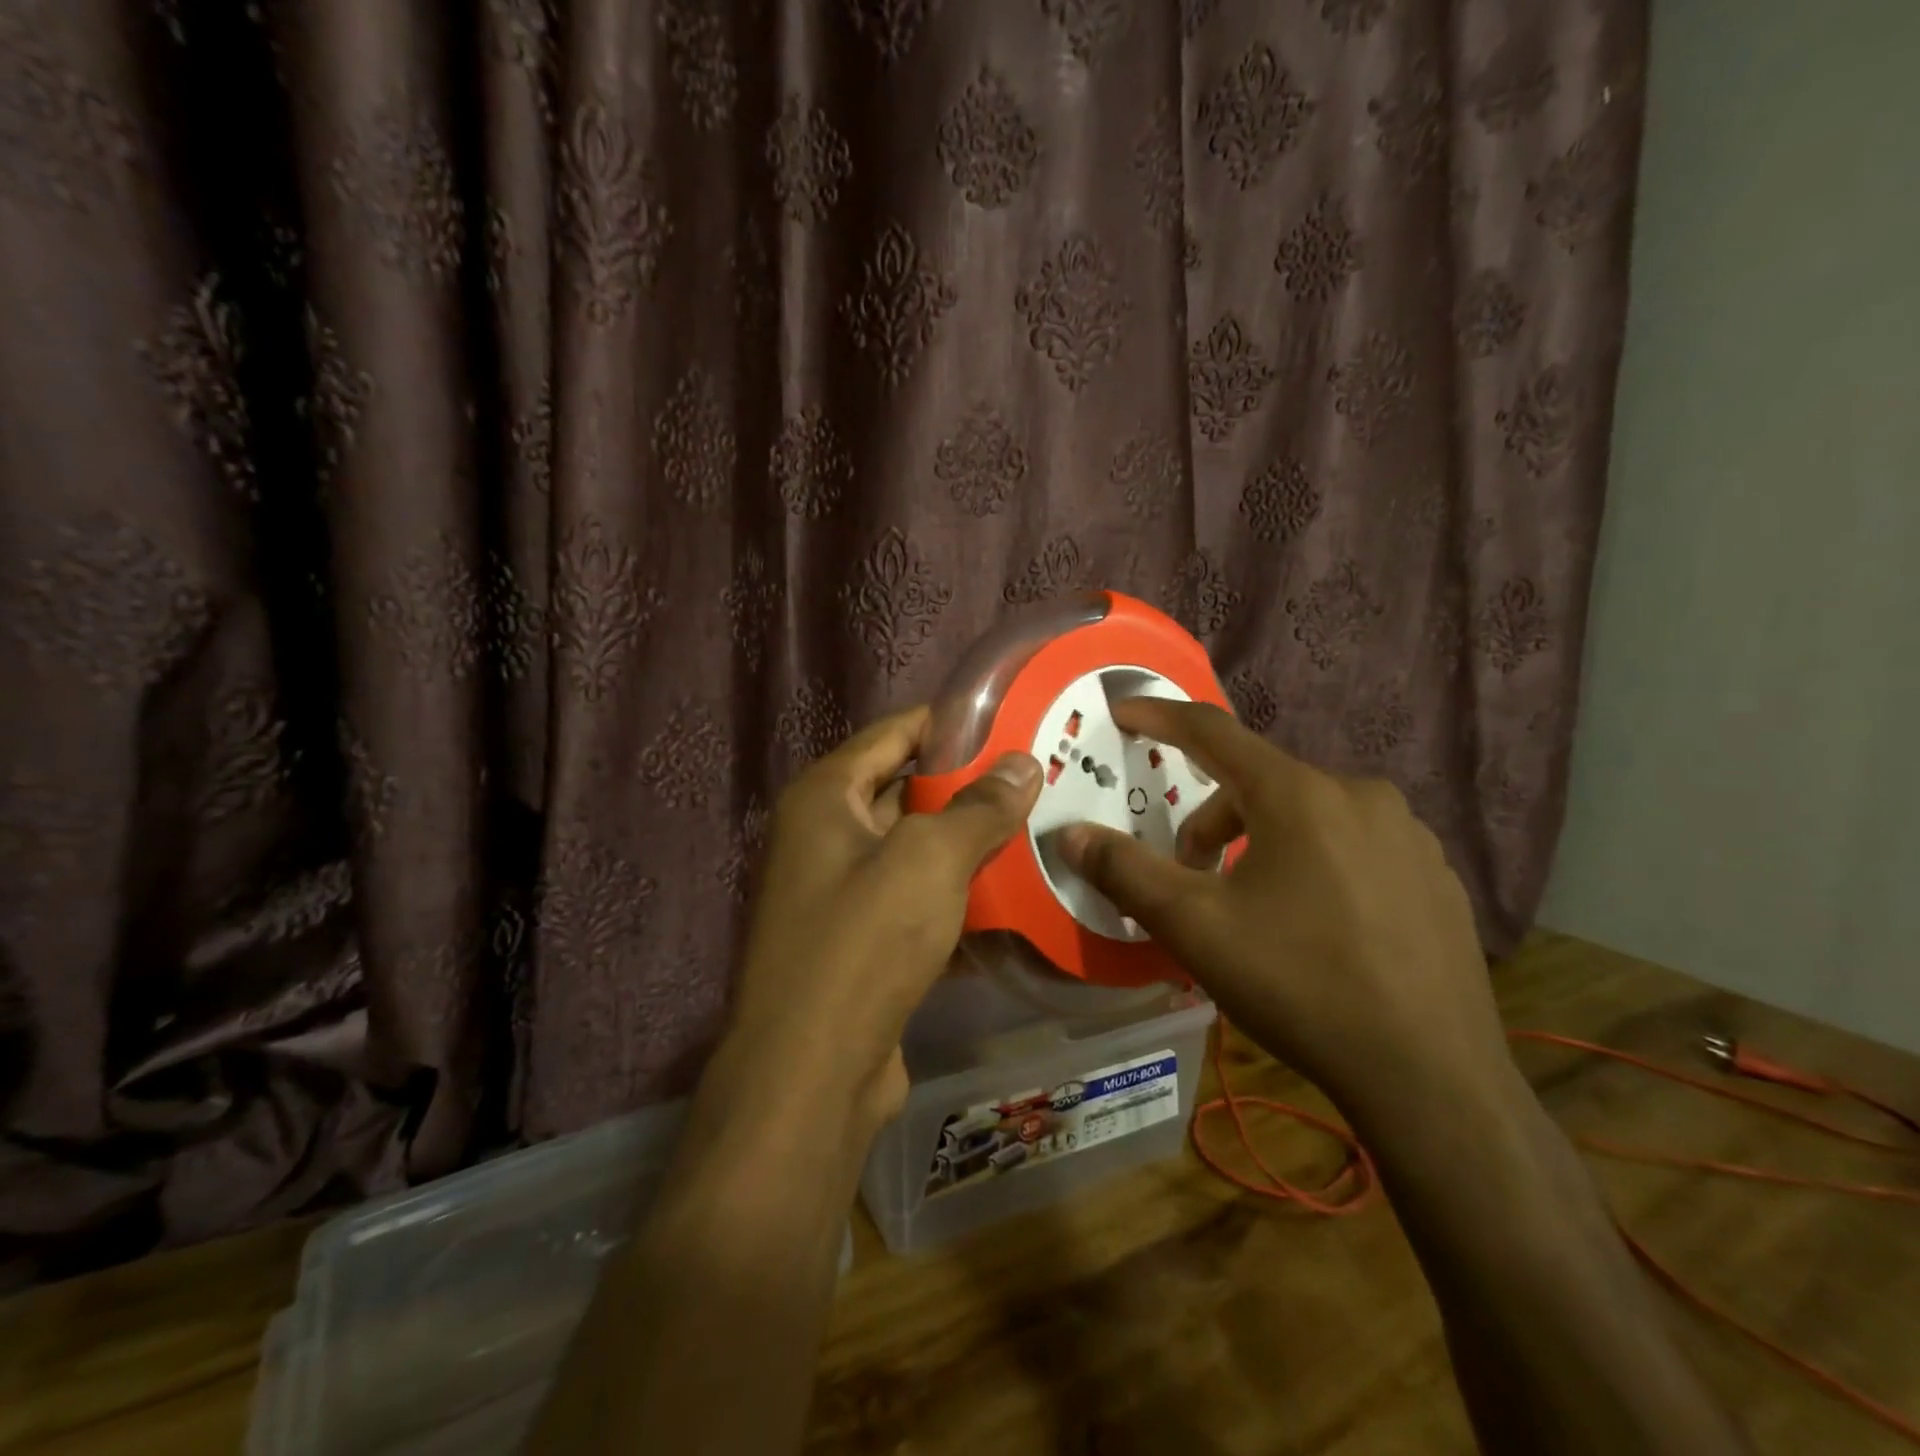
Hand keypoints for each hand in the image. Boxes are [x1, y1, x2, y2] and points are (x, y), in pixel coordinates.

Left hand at [728, 705, 1041, 1132]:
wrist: (810, 1074)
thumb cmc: (864, 942)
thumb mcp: (929, 860)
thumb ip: (979, 807)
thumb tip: (1023, 763)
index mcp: (825, 797)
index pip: (893, 733)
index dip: (949, 722)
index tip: (1010, 718)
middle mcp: (824, 836)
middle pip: (905, 791)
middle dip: (968, 787)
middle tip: (1037, 778)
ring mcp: (839, 892)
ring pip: (915, 851)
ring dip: (968, 845)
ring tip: (1038, 829)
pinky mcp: (860, 942)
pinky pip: (916, 901)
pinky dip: (956, 897)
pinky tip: (1013, 899)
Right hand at [1055, 696, 1515, 1130]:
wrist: (1433, 1079)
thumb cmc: (1299, 985)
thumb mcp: (1194, 928)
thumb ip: (1124, 871)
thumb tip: (1069, 834)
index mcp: (1299, 795)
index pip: (1212, 732)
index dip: (1160, 717)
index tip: (1123, 712)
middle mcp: (1359, 795)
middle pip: (1258, 783)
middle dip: (1210, 821)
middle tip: (1190, 876)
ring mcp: (1408, 834)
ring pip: (1307, 815)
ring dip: (1261, 842)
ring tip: (1252, 906)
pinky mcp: (1436, 875)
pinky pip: (1353, 845)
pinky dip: (1313, 863)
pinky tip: (1315, 926)